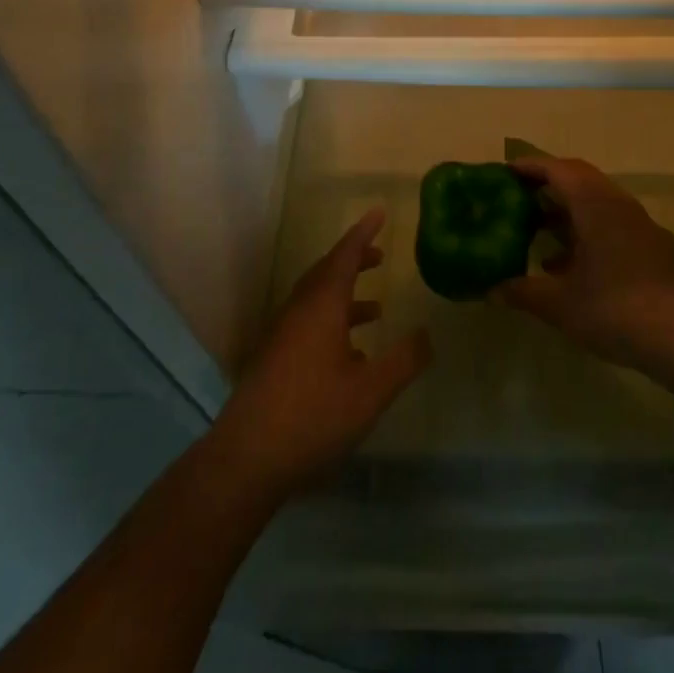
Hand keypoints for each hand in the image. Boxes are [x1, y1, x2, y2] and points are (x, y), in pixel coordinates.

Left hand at [209, 209, 431, 498]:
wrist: (246, 460)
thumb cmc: (312, 416)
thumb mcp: (370, 392)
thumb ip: (403, 361)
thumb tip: (427, 333)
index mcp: (321, 306)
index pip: (344, 256)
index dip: (364, 233)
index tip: (379, 212)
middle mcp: (298, 311)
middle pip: (327, 273)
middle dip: (354, 261)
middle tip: (379, 256)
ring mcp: (281, 336)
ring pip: (316, 300)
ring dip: (345, 295)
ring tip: (376, 308)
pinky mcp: (273, 360)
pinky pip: (307, 323)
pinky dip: (332, 321)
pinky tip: (350, 355)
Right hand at [493, 156, 673, 374]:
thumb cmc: (616, 308)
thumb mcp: (560, 304)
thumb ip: (522, 292)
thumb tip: (489, 290)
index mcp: (593, 203)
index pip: (557, 168)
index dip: (529, 167)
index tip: (502, 173)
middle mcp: (615, 204)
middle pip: (576, 180)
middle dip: (544, 186)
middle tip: (513, 199)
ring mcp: (634, 226)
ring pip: (592, 204)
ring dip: (563, 212)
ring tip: (531, 231)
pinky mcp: (645, 248)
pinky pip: (605, 226)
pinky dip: (581, 234)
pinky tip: (561, 266)